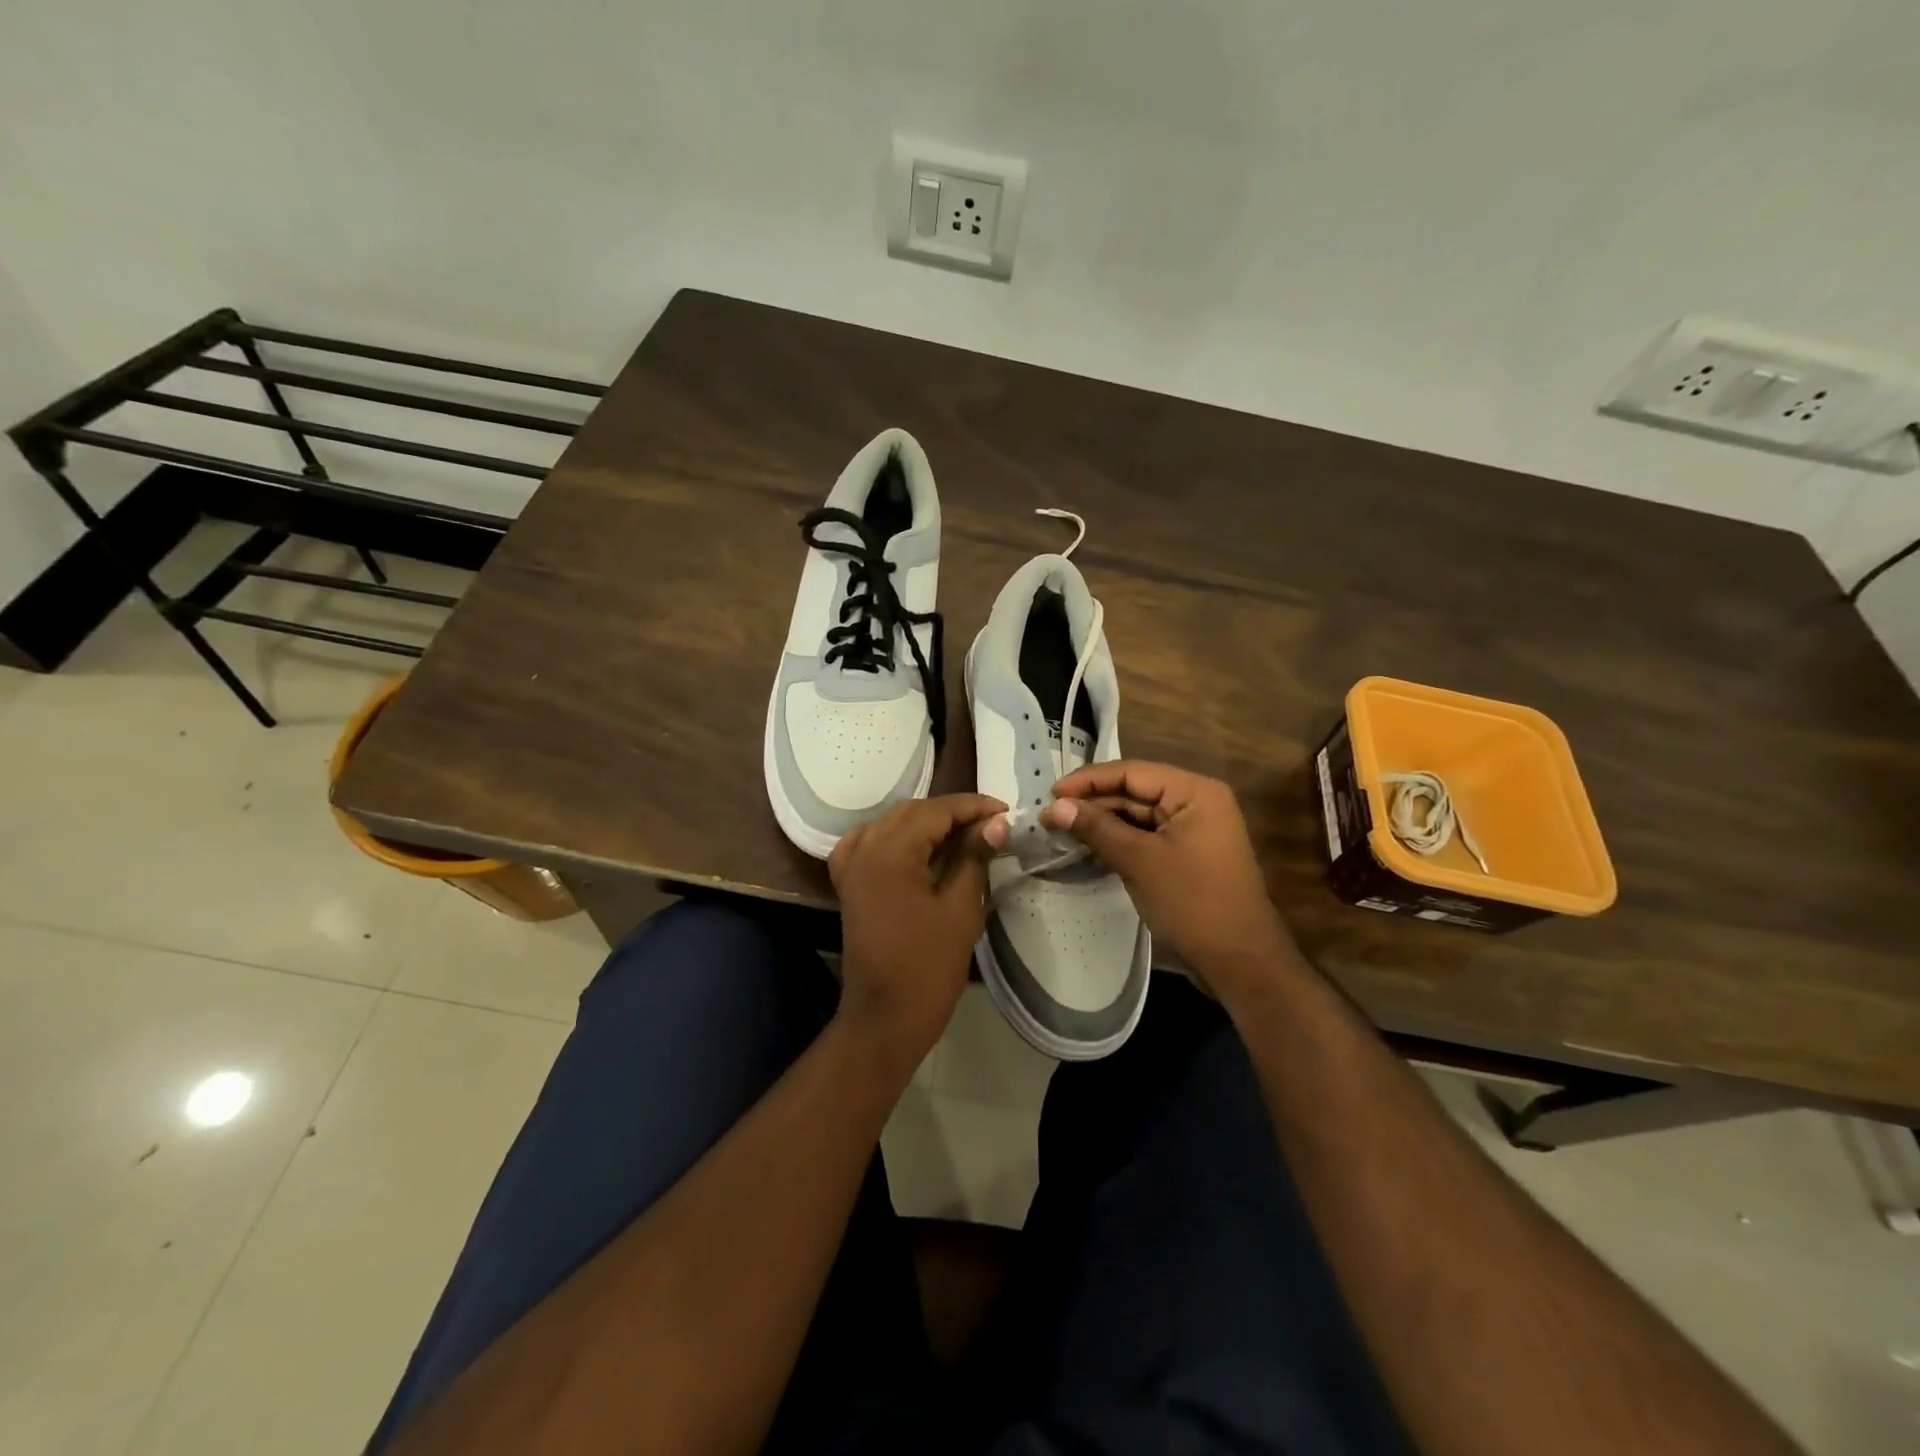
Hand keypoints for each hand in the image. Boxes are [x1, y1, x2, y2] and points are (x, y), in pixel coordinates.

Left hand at [829, 794, 1008, 1064]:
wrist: (885, 1019)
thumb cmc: (928, 968)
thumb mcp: (960, 909)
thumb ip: (974, 858)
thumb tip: (997, 823)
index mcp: (890, 853)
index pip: (936, 811)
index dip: (973, 807)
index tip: (1006, 812)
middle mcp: (865, 850)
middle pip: (912, 813)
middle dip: (952, 813)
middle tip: (991, 825)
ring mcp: (852, 867)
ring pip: (891, 824)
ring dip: (926, 823)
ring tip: (963, 834)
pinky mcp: (849, 885)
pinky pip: (868, 844)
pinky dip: (893, 837)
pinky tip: (913, 845)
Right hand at [1043, 762, 1297, 1006]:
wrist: (1240, 962)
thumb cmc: (1192, 902)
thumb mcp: (1139, 861)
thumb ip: (1096, 828)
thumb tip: (1052, 807)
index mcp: (1194, 792)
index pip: (1132, 772)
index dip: (1088, 781)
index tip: (1050, 794)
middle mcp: (1196, 802)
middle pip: (1134, 791)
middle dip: (1092, 802)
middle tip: (1049, 816)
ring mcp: (1193, 830)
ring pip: (1137, 815)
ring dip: (1102, 822)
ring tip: (1060, 829)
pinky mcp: (1186, 855)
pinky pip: (1146, 837)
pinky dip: (1118, 840)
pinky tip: (1087, 847)